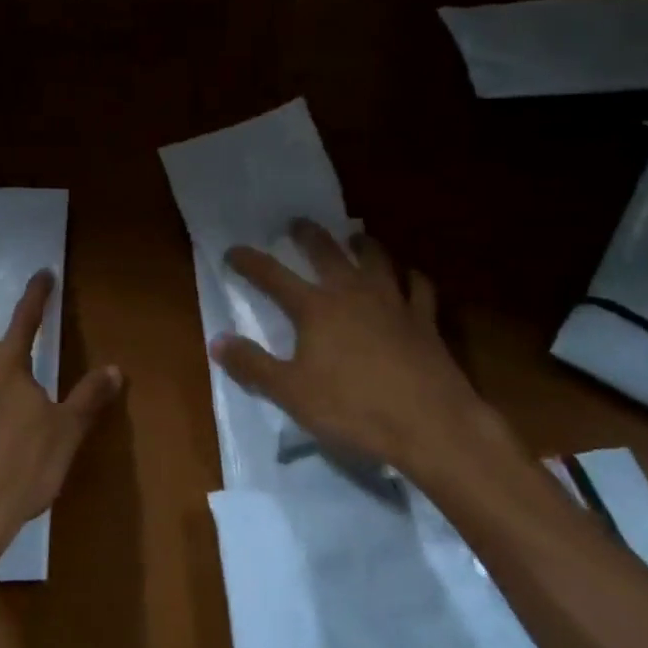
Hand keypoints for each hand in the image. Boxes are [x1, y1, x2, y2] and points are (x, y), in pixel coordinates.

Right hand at [212, 221, 503, 482]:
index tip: (233, 251)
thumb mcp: (292, 393)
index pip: (273, 276)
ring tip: (355, 237)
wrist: (430, 423)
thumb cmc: (354, 408)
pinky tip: (409, 276)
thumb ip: (253, 365)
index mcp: (315, 308)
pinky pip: (419, 287)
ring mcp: (392, 301)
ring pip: (376, 259)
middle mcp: (352, 292)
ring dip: (363, 244)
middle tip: (298, 224)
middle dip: (309, 235)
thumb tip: (217, 341)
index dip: (250, 262)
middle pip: (327, 252)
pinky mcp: (424, 319)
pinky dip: (411, 276)